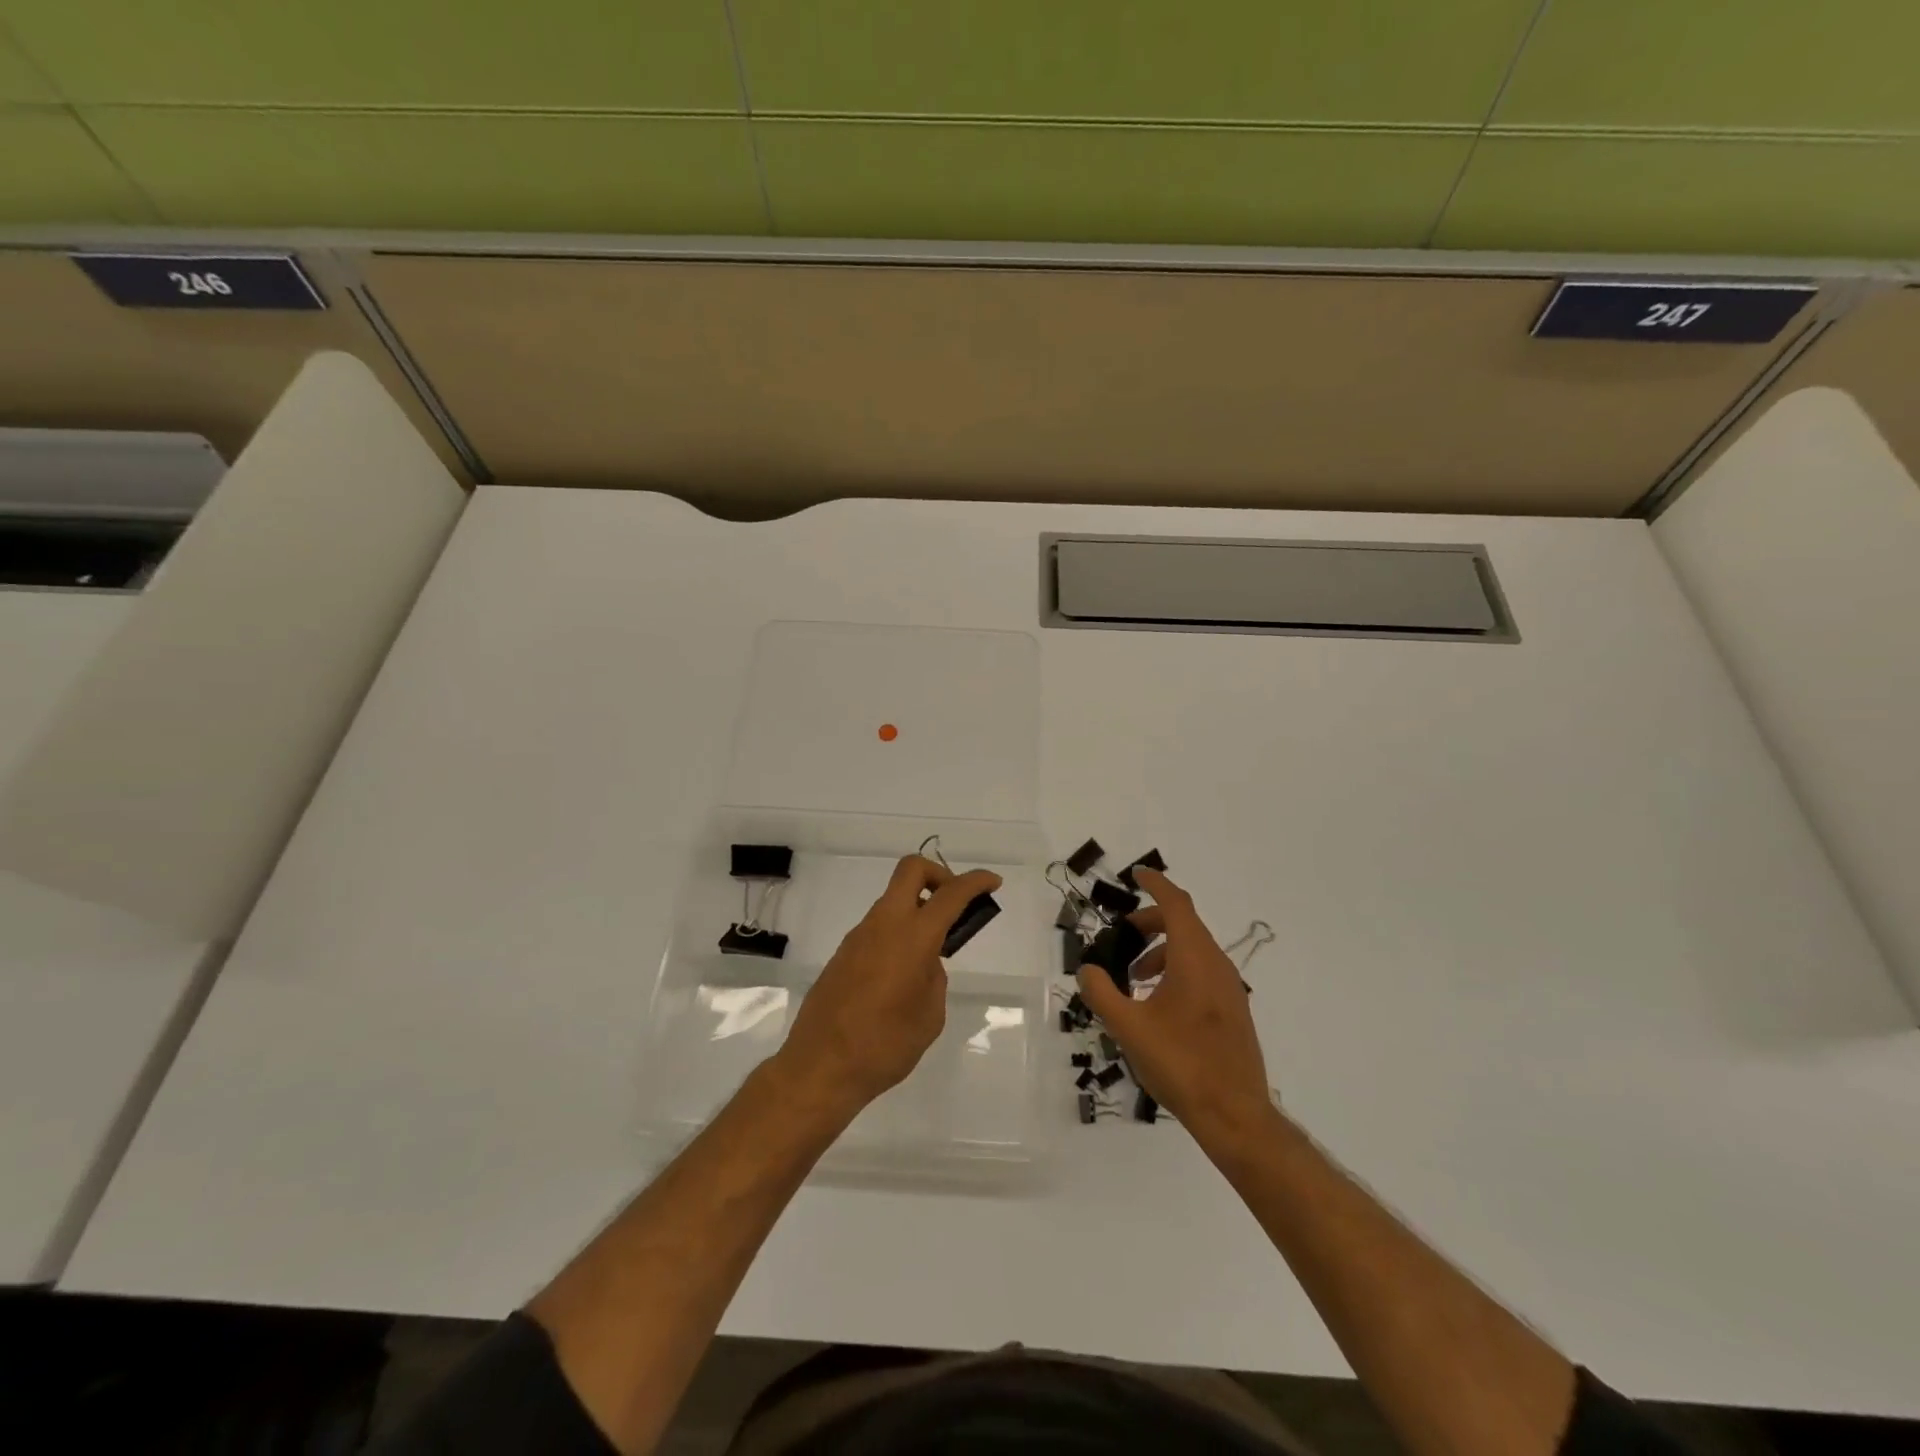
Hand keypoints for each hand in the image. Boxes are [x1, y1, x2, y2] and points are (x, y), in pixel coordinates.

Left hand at [775, 854, 1001, 1121]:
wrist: (820, 1067)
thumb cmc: (885, 1045)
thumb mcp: (929, 1015)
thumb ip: (934, 978)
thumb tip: (924, 964)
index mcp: (912, 937)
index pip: (950, 893)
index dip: (976, 881)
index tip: (993, 881)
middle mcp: (883, 925)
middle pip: (911, 870)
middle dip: (939, 874)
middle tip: (955, 905)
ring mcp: (859, 936)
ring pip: (893, 900)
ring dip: (917, 909)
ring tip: (932, 953)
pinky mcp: (843, 953)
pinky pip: (878, 927)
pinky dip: (898, 932)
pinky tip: (902, 973)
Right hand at [1076, 867, 1275, 1148]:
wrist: (1235, 1115)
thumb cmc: (1180, 1064)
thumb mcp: (1128, 1027)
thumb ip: (1102, 992)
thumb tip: (1087, 969)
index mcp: (1194, 959)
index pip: (1176, 905)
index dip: (1156, 884)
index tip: (1136, 874)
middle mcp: (1217, 965)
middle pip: (1184, 925)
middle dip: (1151, 923)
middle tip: (1122, 937)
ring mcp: (1230, 988)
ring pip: (1193, 950)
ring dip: (1162, 951)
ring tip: (1134, 978)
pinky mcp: (1233, 1010)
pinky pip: (1202, 972)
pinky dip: (1176, 970)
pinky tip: (1157, 1004)